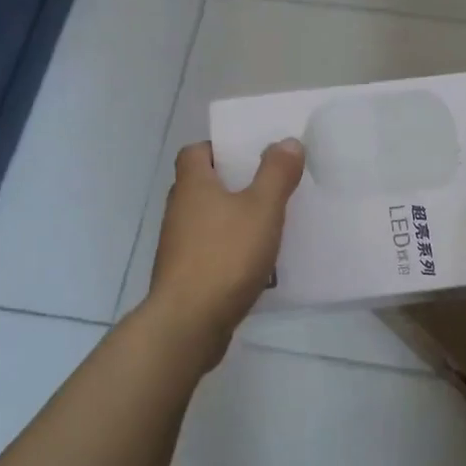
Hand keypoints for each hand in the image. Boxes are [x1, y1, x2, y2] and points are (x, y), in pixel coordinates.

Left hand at [145, 138, 304, 370]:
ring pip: (208, 220)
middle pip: (203, 185)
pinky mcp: (185, 276)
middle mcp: (179, 210)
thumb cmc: (225, 256)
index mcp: (193, 185)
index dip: (219, 148)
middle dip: (233, 184)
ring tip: (269, 224)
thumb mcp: (262, 209)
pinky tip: (257, 263)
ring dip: (233, 219)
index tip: (249, 154)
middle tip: (268, 186)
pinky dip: (230, 250)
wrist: (189, 323)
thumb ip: (276, 173)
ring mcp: (178, 246)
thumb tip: (287, 141)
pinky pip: (211, 251)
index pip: (195, 152)